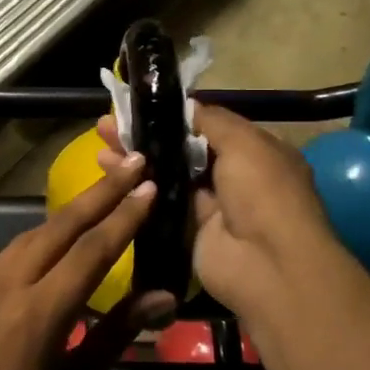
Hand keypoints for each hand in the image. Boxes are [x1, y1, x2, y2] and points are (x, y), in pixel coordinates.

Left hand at [0, 155, 175, 369]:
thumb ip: (118, 331)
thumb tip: (165, 295)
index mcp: (38, 315)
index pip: (91, 251)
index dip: (124, 217)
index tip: (150, 186)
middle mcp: (7, 285)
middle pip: (61, 226)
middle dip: (101, 192)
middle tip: (135, 162)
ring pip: (36, 232)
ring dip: (74, 209)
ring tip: (109, 188)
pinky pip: (16, 248)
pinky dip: (48, 232)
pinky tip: (67, 229)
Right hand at [98, 104, 339, 319]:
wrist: (268, 264)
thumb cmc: (263, 192)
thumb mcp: (244, 142)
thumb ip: (211, 120)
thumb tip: (186, 105)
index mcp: (257, 151)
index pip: (210, 126)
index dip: (176, 116)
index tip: (142, 106)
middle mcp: (235, 176)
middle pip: (182, 149)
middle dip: (148, 134)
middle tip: (110, 122)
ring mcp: (211, 204)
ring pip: (167, 173)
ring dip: (136, 157)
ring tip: (101, 139)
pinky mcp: (188, 229)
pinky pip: (159, 201)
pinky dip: (136, 186)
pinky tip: (106, 168)